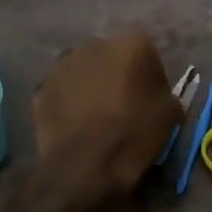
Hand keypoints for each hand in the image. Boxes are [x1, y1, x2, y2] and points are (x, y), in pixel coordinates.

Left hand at [32, 31, 181, 197]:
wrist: (84, 167)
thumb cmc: (133, 134)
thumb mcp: (170, 114)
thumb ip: (163, 92)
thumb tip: (155, 93)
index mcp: (131, 44)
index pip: (146, 52)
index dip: (149, 75)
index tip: (149, 98)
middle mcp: (95, 44)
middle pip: (111, 56)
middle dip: (116, 74)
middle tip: (122, 103)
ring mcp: (63, 64)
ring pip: (83, 70)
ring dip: (90, 84)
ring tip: (95, 115)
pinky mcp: (41, 87)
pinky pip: (62, 90)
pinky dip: (68, 101)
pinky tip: (74, 124)